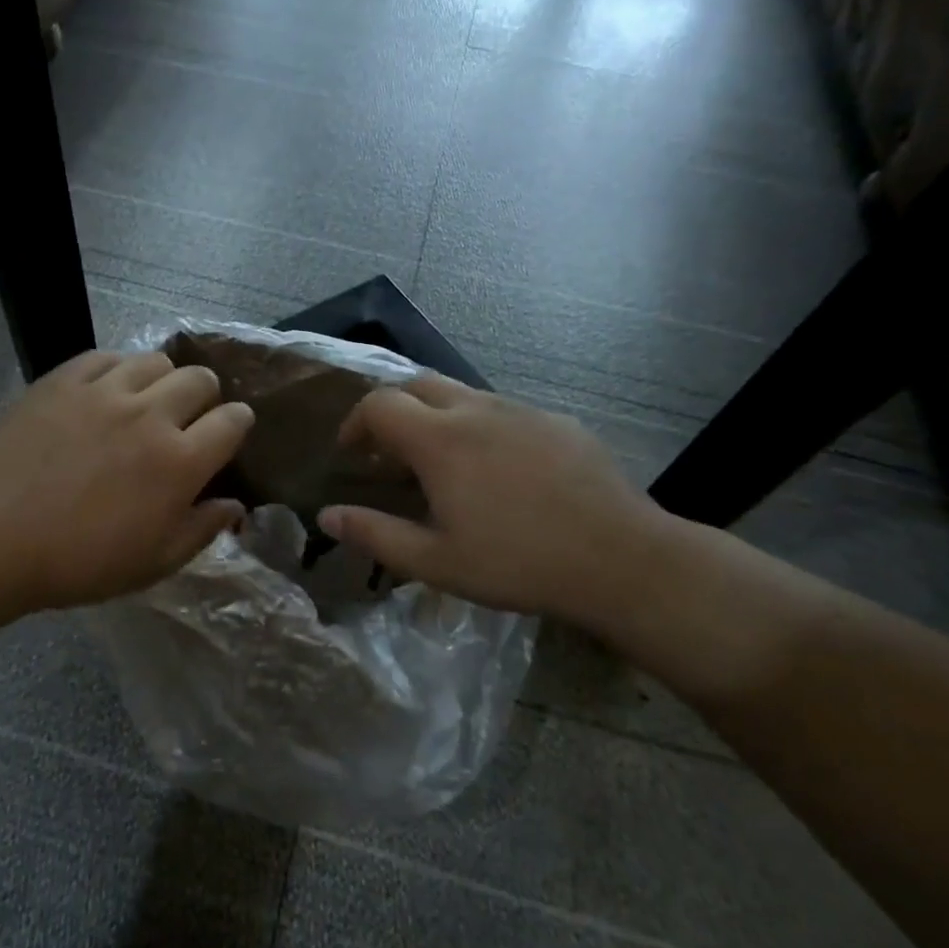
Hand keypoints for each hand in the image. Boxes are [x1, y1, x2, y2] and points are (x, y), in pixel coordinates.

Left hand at [0, 350, 253, 614]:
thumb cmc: (77, 563)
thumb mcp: (153, 563)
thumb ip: (201, 530)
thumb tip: (234, 505)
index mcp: (179, 461)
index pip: (233, 420)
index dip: (239, 423)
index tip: (230, 432)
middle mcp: (149, 414)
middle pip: (199, 379)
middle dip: (206, 396)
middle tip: (188, 419)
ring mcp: (103, 391)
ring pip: (155, 360)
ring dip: (163, 379)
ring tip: (146, 402)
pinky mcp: (61, 381)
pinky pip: (105, 356)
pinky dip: (117, 370)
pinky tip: (105, 393)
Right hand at [316, 377, 679, 638]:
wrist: (621, 560)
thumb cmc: (517, 563)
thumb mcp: (435, 561)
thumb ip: (375, 534)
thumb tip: (327, 516)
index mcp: (440, 439)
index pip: (380, 403)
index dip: (356, 422)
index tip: (352, 453)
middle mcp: (477, 410)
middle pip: (418, 385)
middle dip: (393, 409)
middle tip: (390, 452)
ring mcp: (522, 410)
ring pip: (463, 395)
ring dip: (437, 418)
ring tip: (443, 464)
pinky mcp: (558, 421)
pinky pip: (504, 411)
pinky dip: (480, 427)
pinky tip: (499, 472)